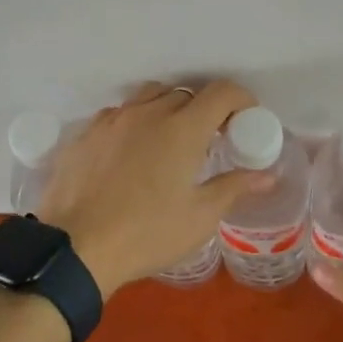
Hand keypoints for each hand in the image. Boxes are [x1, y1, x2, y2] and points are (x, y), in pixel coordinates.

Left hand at [37, 80, 273, 297]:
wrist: (75, 249)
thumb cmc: (147, 234)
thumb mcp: (199, 217)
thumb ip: (234, 188)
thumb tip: (267, 175)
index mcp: (182, 128)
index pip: (221, 92)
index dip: (241, 100)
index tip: (246, 121)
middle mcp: (147, 113)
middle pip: (185, 94)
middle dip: (204, 110)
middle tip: (210, 140)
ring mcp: (112, 120)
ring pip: (148, 96)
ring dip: (167, 109)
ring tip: (169, 141)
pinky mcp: (85, 133)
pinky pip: (117, 114)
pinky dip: (134, 122)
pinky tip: (131, 152)